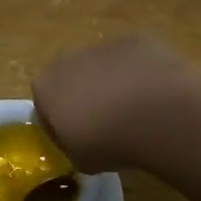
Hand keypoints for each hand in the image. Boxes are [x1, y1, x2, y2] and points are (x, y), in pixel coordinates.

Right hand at [32, 34, 200, 169]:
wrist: (157, 113)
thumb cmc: (109, 141)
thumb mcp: (81, 160)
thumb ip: (72, 146)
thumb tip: (79, 141)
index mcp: (45, 86)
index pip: (44, 106)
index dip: (60, 124)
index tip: (78, 140)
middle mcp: (66, 58)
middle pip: (71, 78)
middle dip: (84, 96)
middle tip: (106, 123)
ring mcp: (102, 45)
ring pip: (102, 66)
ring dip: (113, 83)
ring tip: (137, 111)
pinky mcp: (135, 39)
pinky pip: (133, 60)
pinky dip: (140, 73)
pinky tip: (157, 95)